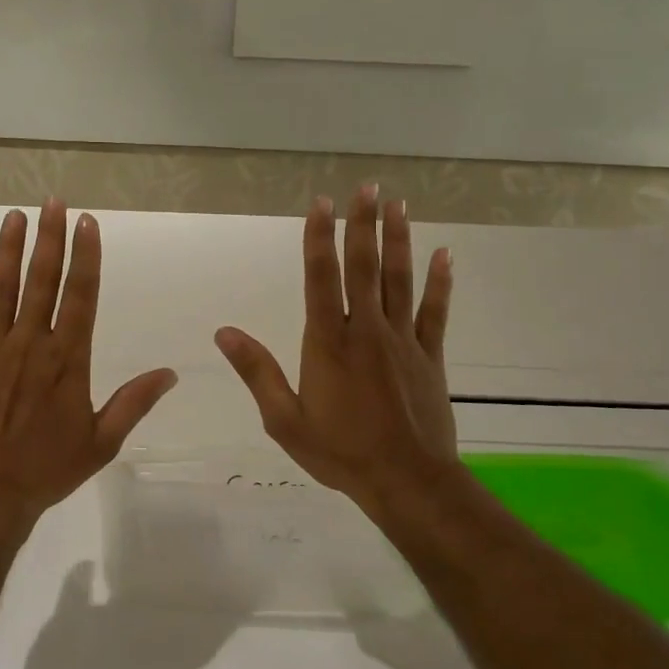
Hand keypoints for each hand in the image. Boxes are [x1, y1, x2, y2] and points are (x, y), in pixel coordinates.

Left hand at [0, 201, 177, 536]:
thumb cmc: (46, 471)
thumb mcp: (101, 442)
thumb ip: (134, 402)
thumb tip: (172, 373)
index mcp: (67, 359)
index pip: (81, 295)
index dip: (86, 256)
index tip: (87, 222)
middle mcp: (29, 343)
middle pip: (41, 280)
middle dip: (49, 238)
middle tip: (53, 202)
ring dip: (7, 250)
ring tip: (14, 216)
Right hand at [215, 186, 457, 515]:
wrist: (407, 482)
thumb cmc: (339, 452)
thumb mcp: (284, 419)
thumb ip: (257, 371)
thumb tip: (224, 332)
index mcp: (327, 342)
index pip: (321, 278)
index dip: (320, 238)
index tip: (322, 204)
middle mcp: (365, 330)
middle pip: (363, 267)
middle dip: (362, 224)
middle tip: (367, 187)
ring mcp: (402, 340)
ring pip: (399, 280)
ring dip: (398, 240)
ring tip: (398, 204)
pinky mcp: (429, 356)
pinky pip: (436, 312)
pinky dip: (440, 282)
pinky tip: (444, 255)